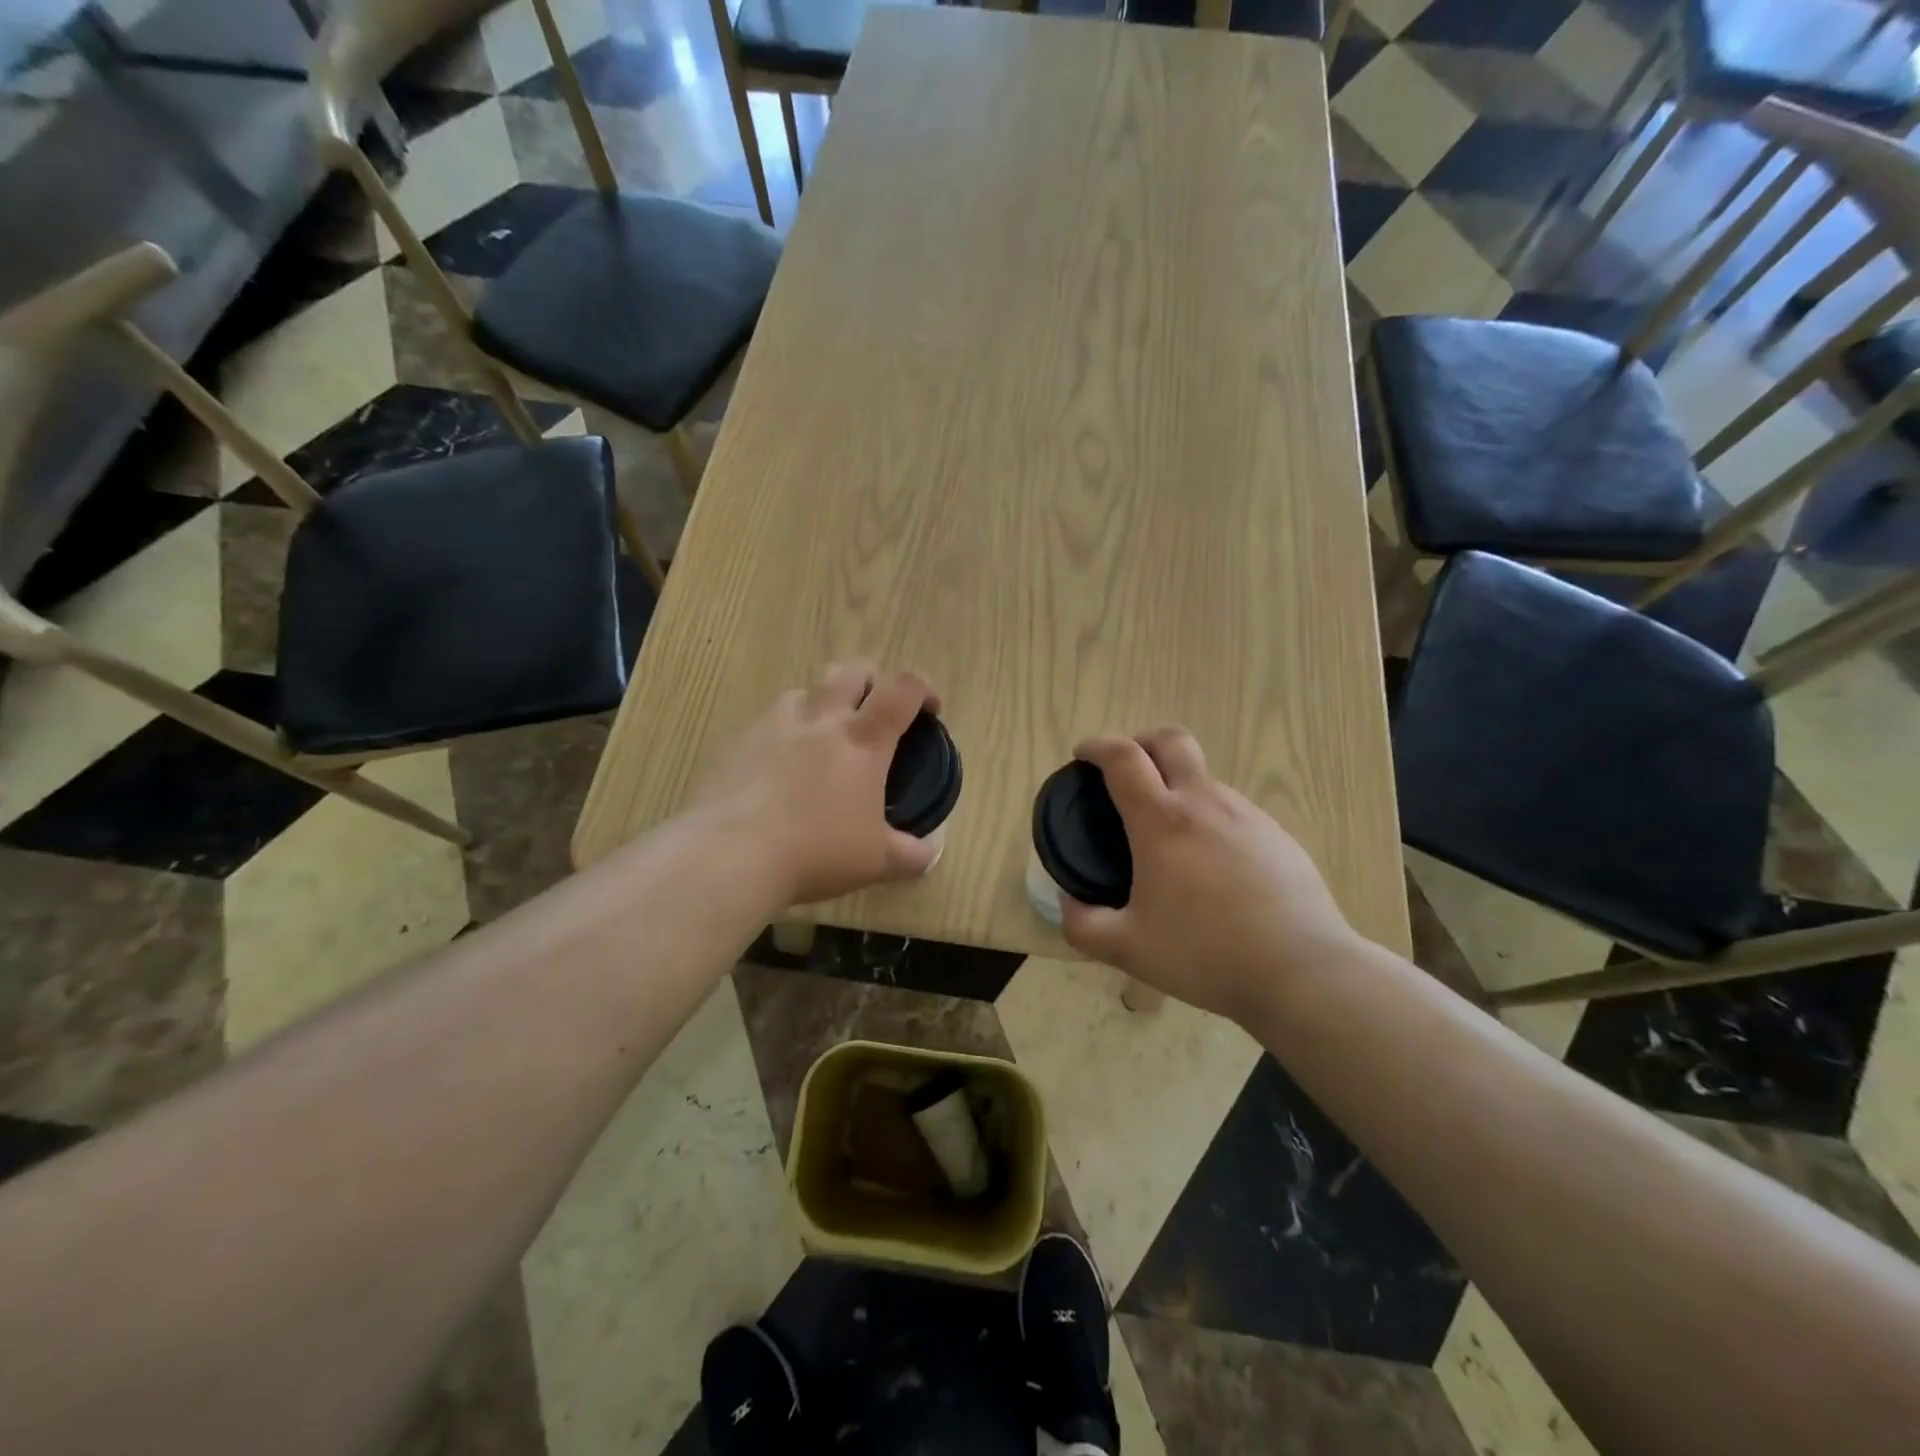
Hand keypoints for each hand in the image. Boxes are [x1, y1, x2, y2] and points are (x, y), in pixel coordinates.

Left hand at [691, 661, 941, 906]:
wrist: (730, 854)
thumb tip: (931, 850)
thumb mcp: (878, 862)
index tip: (929, 711)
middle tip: (873, 716)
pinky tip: (777, 770)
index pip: (903, 689)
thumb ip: (913, 854)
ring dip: (823, 706)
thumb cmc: (816, 852)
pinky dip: (783, 734)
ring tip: (822, 742)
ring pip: (806, 691)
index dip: (924, 689)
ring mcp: (774, 724)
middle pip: (852, 671)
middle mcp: (821, 719)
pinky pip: (767, 721)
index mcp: (863, 740)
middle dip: (871, 683)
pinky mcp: (738, 740)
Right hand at [1060, 728, 1362, 1024]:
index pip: (1124, 758)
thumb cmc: (1206, 955)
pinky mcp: (1278, 836)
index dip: (1097, 746)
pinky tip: (1211, 865)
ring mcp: (1247, 816)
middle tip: (1126, 769)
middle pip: (1172, 741)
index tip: (1082, 753)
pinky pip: (1232, 810)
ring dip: (1177, 785)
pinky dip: (1208, 818)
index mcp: (1162, 821)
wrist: (1302, 971)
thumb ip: (1083, 925)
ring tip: (1168, 834)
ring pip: (1204, 778)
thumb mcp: (1128, 949)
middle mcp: (1205, 804)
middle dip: (1142, 741)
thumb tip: (1068, 902)